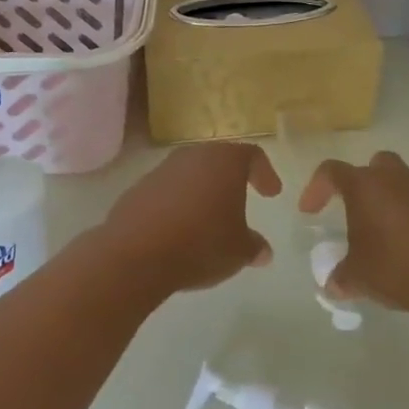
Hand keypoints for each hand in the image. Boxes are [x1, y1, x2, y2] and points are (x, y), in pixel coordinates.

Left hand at [104, 142, 280, 293]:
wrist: (136, 253)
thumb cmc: (201, 243)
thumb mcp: (239, 251)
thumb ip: (254, 247)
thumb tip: (263, 251)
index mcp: (224, 161)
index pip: (251, 155)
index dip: (264, 173)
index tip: (271, 193)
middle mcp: (193, 156)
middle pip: (218, 160)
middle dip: (231, 179)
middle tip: (241, 199)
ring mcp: (161, 170)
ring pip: (190, 174)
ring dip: (202, 191)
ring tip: (209, 219)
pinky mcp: (138, 189)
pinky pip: (167, 191)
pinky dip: (177, 204)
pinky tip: (180, 229)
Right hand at [299, 151, 408, 313]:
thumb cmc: (397, 268)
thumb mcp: (359, 277)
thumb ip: (341, 276)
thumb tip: (333, 284)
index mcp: (365, 186)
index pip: (331, 172)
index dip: (316, 188)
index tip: (310, 211)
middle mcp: (395, 178)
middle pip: (374, 165)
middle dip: (364, 183)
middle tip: (358, 211)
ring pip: (404, 182)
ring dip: (393, 200)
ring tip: (389, 233)